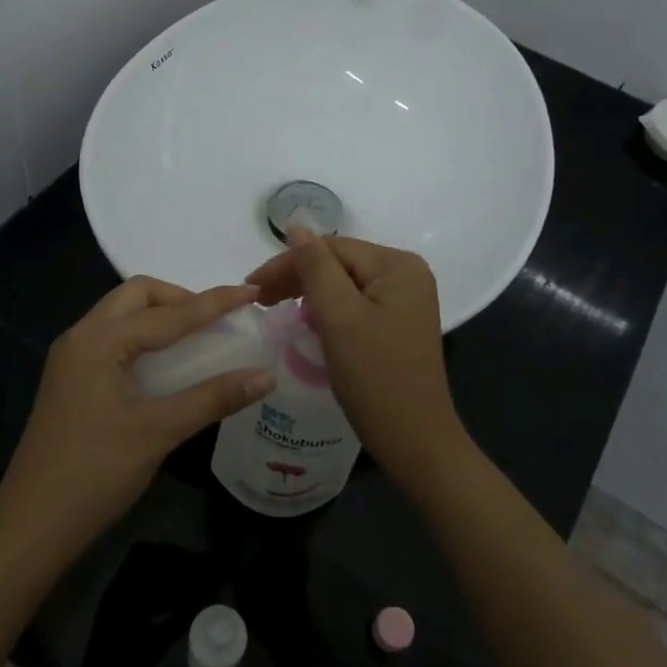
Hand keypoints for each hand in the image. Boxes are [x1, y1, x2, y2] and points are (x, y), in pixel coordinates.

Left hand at [0, 277, 275, 570]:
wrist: (30, 526)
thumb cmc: (94, 473)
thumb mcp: (159, 432)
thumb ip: (213, 398)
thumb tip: (266, 375)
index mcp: (99, 340)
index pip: (169, 313)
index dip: (214, 302)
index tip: (253, 290)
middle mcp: (81, 337)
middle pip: (137, 296)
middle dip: (180, 298)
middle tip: (217, 318)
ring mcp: (71, 359)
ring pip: (122, 316)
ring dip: (161, 315)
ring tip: (199, 335)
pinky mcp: (71, 380)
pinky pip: (113, 339)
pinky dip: (144, 337)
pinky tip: (166, 363)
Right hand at [247, 227, 468, 487]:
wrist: (416, 442)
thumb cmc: (376, 378)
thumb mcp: (339, 317)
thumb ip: (315, 267)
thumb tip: (296, 224)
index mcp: (398, 265)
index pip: (331, 248)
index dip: (287, 263)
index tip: (250, 287)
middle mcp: (406, 274)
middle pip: (338, 263)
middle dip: (296, 277)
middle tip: (258, 300)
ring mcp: (405, 300)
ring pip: (344, 284)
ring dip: (308, 293)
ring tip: (274, 308)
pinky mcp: (397, 323)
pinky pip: (354, 304)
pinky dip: (327, 310)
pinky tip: (307, 322)